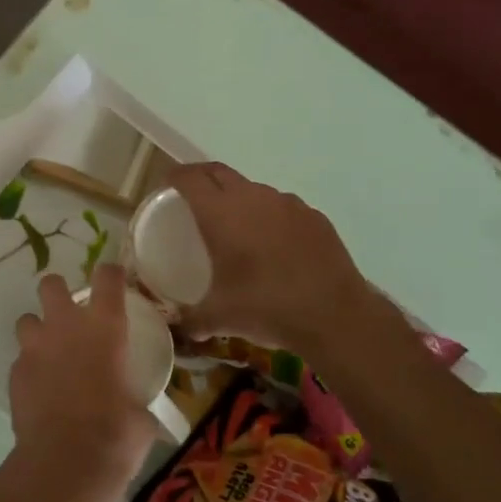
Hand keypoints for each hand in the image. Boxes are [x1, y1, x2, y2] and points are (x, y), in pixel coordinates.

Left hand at [9, 266, 155, 478]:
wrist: (65, 463)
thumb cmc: (116, 436)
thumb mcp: (141, 417)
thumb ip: (137, 400)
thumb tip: (139, 411)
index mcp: (105, 328)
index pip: (107, 278)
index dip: (110, 274)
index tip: (114, 280)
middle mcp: (66, 327)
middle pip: (51, 285)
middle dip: (58, 292)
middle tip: (70, 315)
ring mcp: (35, 348)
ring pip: (27, 319)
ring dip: (38, 330)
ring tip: (50, 353)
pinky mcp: (14, 374)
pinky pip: (21, 360)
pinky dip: (30, 368)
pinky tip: (41, 390)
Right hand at [165, 162, 374, 353]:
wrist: (334, 315)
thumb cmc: (265, 307)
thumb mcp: (219, 317)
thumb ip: (191, 319)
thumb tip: (179, 328)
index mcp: (220, 213)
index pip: (190, 178)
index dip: (174, 176)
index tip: (166, 184)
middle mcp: (252, 198)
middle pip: (219, 173)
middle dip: (201, 178)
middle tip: (192, 197)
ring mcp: (287, 204)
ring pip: (253, 190)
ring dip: (238, 199)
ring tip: (235, 226)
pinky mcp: (314, 217)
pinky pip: (282, 208)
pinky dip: (270, 217)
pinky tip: (273, 245)